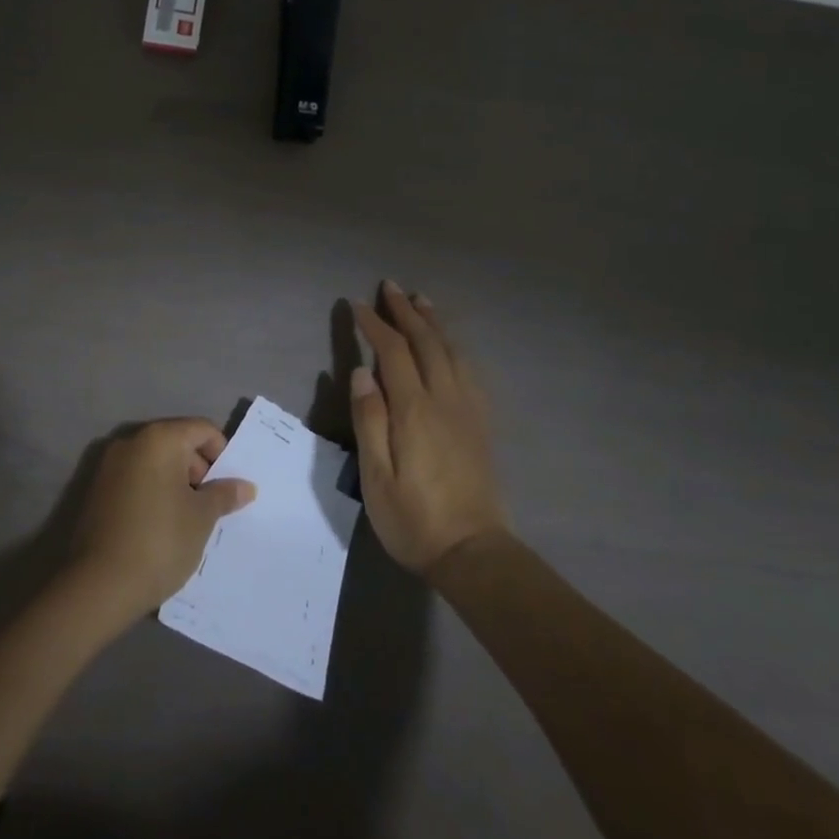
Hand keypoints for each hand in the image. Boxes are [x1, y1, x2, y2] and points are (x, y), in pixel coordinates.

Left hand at [68, 418, 256, 621]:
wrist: (99, 586)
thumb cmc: (160, 541)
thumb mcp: (202, 518)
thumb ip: (224, 495)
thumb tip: (245, 486)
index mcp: (159, 439)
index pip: (202, 429)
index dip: (222, 454)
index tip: (228, 487)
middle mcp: (131, 442)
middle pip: (177, 442)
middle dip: (199, 470)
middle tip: (211, 507)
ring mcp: (109, 466)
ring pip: (155, 463)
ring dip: (176, 483)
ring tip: (188, 520)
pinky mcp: (97, 490)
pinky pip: (136, 480)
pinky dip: (154, 493)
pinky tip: (162, 526)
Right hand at [351, 282, 510, 578]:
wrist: (473, 552)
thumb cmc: (413, 518)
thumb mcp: (377, 476)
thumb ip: (369, 420)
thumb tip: (361, 372)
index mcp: (415, 410)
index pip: (394, 353)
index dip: (375, 325)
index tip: (357, 305)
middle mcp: (445, 400)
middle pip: (427, 343)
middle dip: (406, 312)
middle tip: (390, 287)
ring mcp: (468, 410)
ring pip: (452, 352)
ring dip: (434, 322)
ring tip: (421, 300)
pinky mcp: (481, 424)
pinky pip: (469, 370)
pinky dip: (455, 346)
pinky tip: (450, 345)